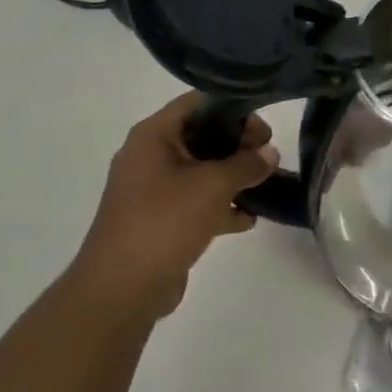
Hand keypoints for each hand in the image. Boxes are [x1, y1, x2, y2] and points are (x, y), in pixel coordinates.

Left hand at [70, 93, 279, 321]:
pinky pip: (194, 202)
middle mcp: (149, 156)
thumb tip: (270, 153)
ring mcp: (152, 190)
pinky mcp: (159, 220)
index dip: (233, 108)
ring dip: (231, 176)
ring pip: (200, 171)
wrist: (121, 289)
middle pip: (201, 136)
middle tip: (269, 155)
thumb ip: (245, 164)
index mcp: (153, 135)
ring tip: (265, 184)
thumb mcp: (212, 185)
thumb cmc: (164, 221)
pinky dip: (219, 206)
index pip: (197, 103)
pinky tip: (248, 219)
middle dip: (237, 144)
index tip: (263, 127)